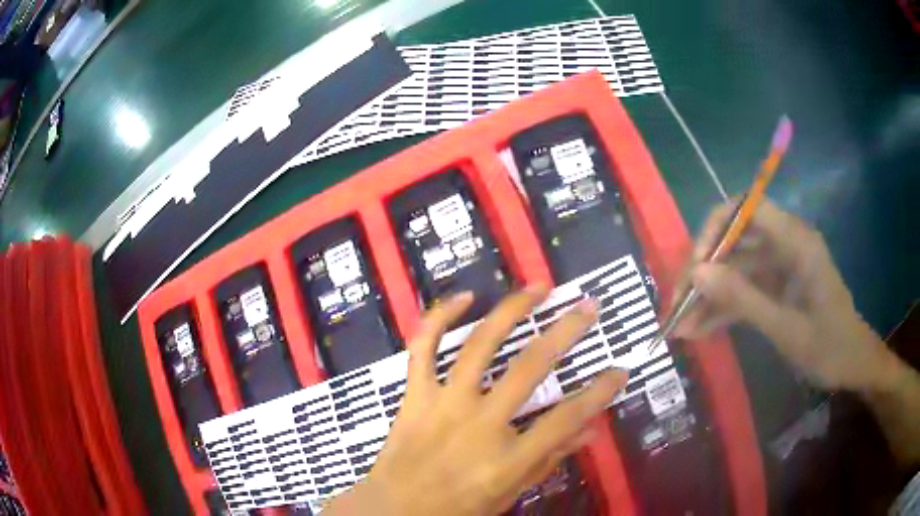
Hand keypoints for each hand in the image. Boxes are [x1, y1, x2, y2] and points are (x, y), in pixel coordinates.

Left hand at [325, 287, 627, 515]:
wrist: (394, 509)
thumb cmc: (455, 508)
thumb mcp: (509, 495)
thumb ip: (548, 461)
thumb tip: (589, 431)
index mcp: (507, 458)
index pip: (566, 418)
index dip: (599, 393)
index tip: (619, 371)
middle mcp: (479, 423)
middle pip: (530, 368)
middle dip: (566, 332)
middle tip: (587, 308)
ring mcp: (444, 404)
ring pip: (480, 345)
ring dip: (512, 310)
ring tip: (538, 287)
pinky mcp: (415, 395)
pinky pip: (423, 347)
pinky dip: (439, 318)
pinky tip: (463, 298)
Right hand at [673, 199, 894, 391]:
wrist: (852, 364)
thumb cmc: (829, 346)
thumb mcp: (786, 328)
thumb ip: (743, 299)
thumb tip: (697, 273)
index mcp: (795, 241)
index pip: (745, 208)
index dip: (714, 229)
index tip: (696, 267)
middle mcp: (785, 244)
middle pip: (734, 239)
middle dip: (704, 270)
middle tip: (678, 304)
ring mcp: (780, 266)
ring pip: (735, 268)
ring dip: (709, 295)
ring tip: (682, 327)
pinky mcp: (777, 286)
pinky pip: (744, 289)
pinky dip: (724, 308)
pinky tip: (701, 330)